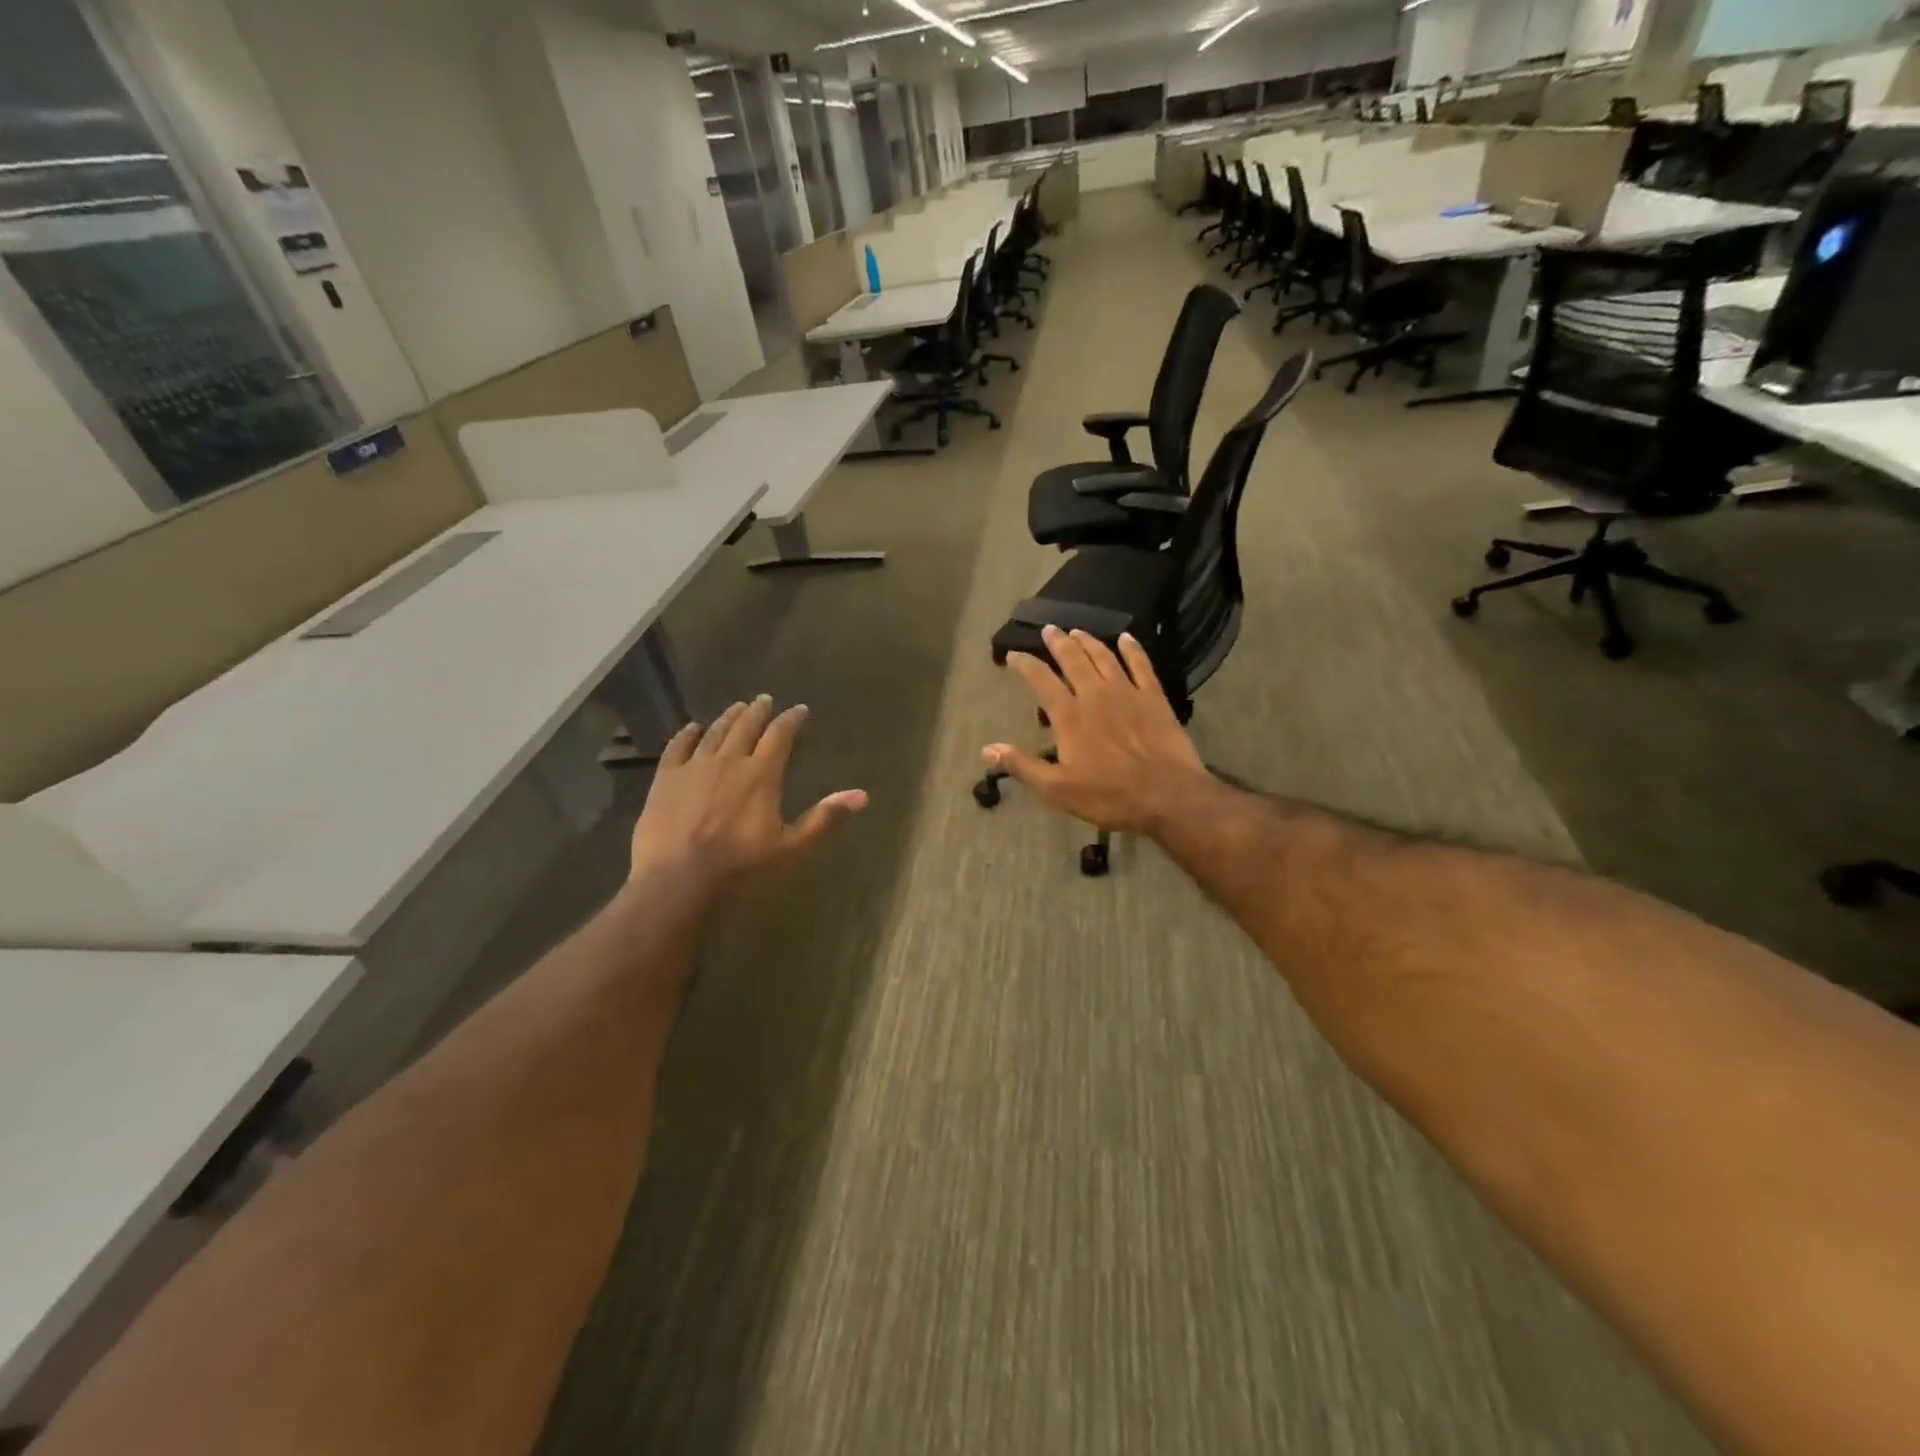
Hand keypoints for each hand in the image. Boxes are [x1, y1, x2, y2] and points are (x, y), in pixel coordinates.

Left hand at [631, 696, 866, 892]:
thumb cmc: (741, 868)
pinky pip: (678, 747)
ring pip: (715, 732)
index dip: (791, 719)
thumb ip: (824, 818)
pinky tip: (692, 728)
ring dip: (728, 717)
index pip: (780, 735)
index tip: (800, 710)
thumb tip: (862, 795)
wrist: (678, 882)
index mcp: (761, 774)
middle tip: (765, 699)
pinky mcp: (666, 779)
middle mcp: (729, 761)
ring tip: (737, 708)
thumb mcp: (791, 848)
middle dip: (758, 711)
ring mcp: (694, 767)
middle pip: (746, 726)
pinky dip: (687, 734)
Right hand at [984, 627, 1213, 834]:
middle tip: (1049, 630)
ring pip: (1104, 657)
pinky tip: (1126, 638)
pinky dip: (1132, 649)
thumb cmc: (1108, 795)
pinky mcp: (1154, 698)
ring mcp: (1128, 692)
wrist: (1167, 795)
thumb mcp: (1057, 789)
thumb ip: (1022, 766)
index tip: (1013, 654)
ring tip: (1077, 631)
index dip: (1025, 665)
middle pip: (1073, 660)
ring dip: (1089, 641)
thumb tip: (987, 749)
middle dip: (1058, 643)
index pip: (1041, 681)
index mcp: (1069, 716)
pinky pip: (1141, 665)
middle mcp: (1095, 695)